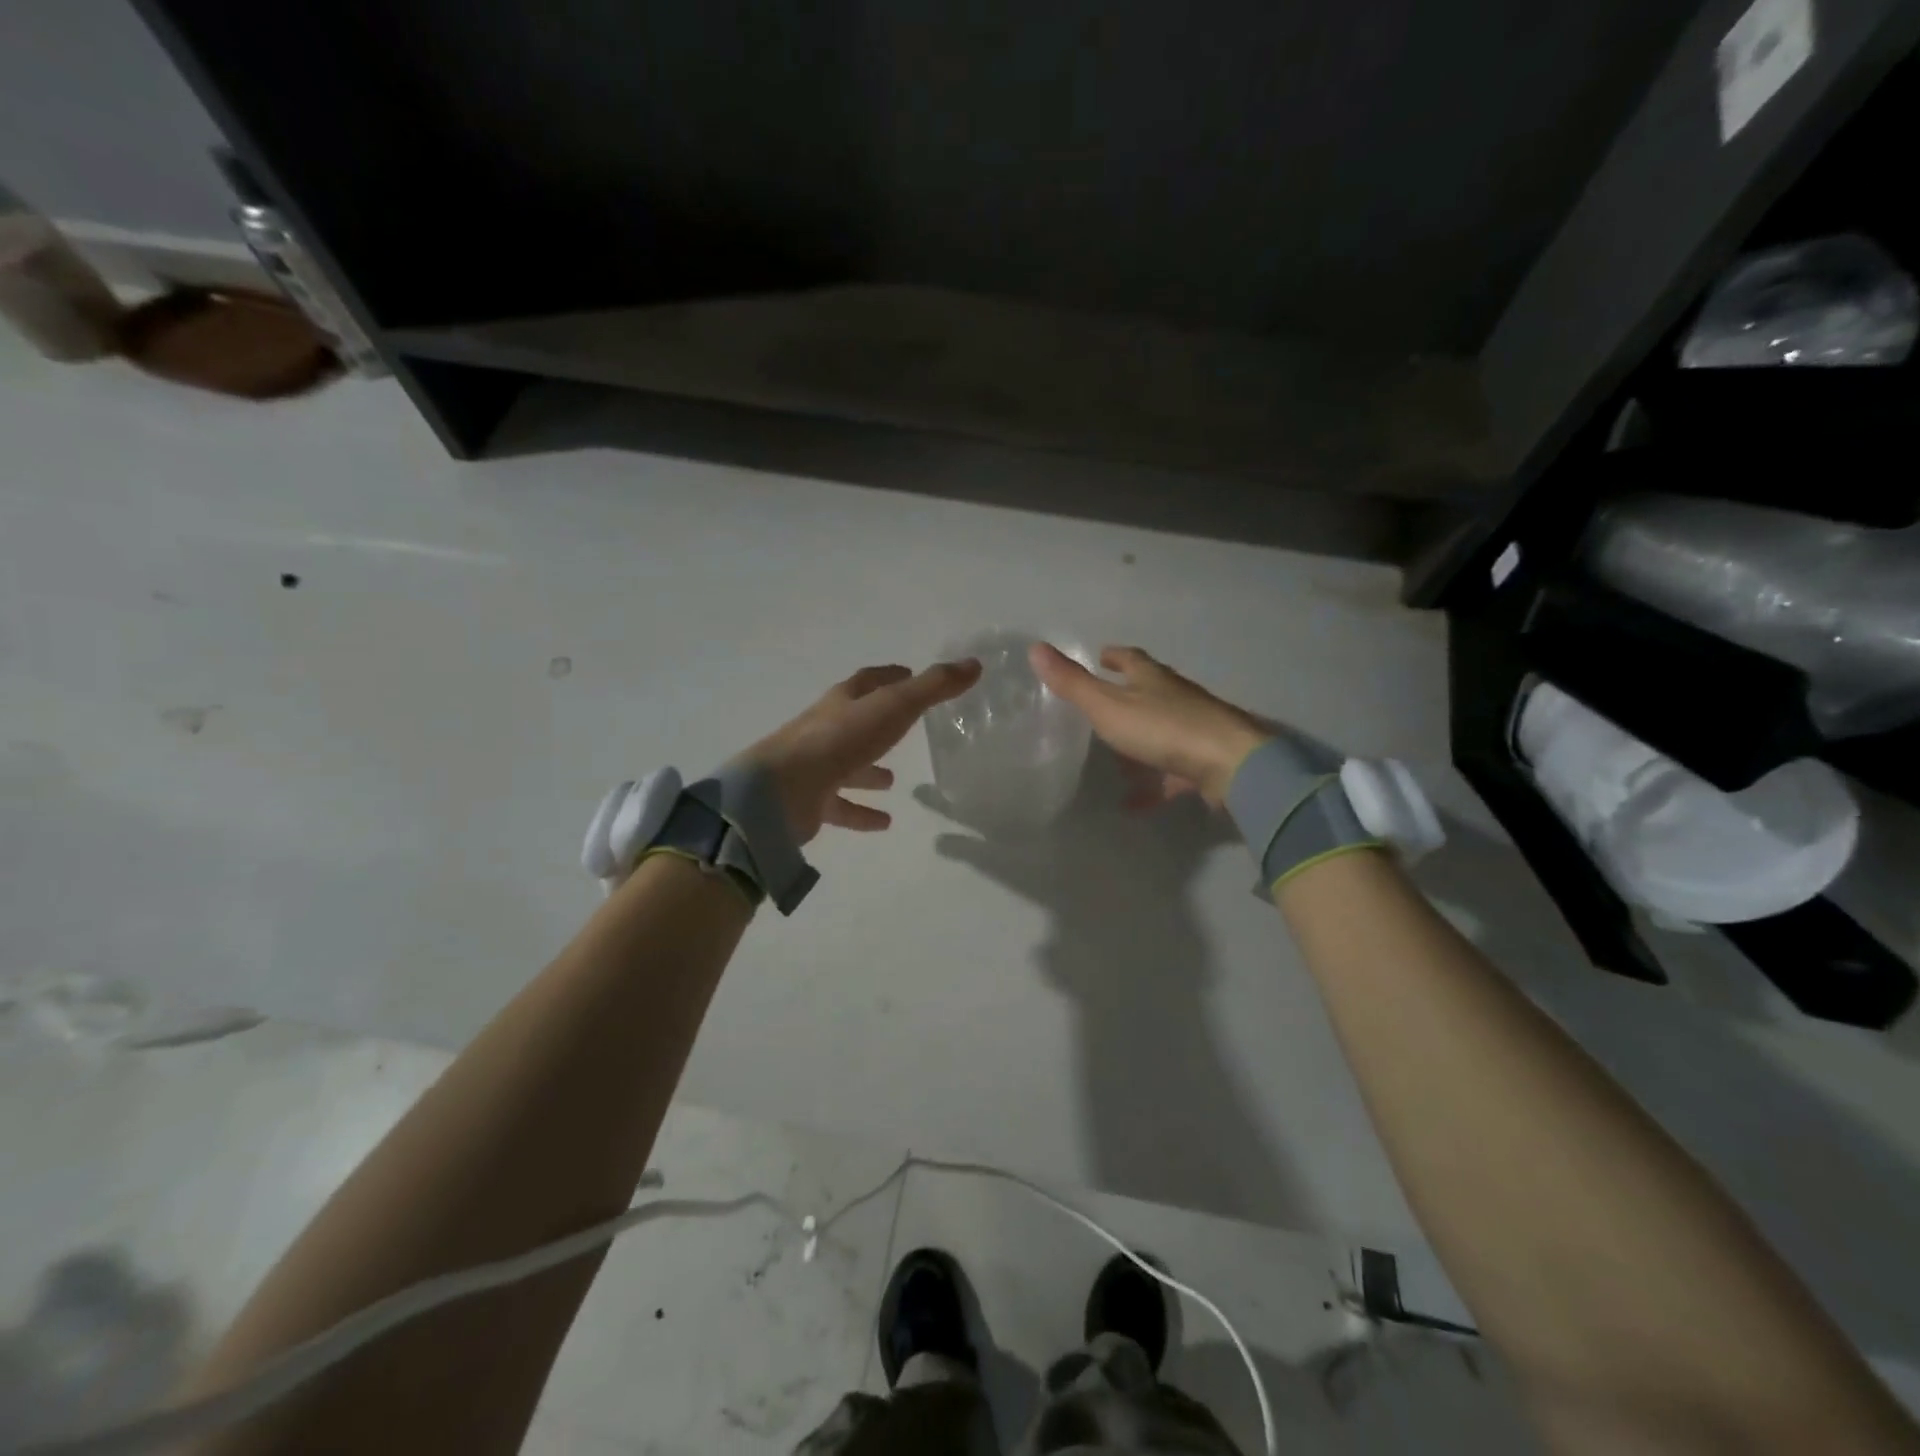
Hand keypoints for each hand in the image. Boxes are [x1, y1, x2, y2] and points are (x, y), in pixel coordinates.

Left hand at [737, 660, 982, 843]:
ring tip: (894, 780)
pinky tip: (884, 822)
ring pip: (847, 766)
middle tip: (906, 729)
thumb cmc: (840, 740)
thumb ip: (933, 688)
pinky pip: (841, 806)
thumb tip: (975, 664)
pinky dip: (861, 812)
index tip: (907, 673)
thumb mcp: (894, 707)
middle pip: (855, 722)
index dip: (889, 675)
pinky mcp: (810, 801)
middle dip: (879, 724)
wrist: (782, 790)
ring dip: (869, 771)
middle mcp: (825, 729)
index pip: (867, 681)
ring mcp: (814, 766)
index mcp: (842, 702)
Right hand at [1030, 643, 1269, 807]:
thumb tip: (1035, 648)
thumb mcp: (1108, 706)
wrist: (1230, 764)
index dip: (1114, 656)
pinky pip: (1171, 773)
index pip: (1131, 659)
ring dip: (1138, 744)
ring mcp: (1194, 730)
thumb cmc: (1164, 728)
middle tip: (1101, 708)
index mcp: (1152, 679)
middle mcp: (1176, 698)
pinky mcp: (1204, 762)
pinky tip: (1132, 804)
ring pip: (1160, 733)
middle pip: (1149, 693)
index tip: (1101, 655)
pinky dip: (1152, 785)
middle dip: (1126, 697)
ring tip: (1112, 761)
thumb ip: (1073, 683)